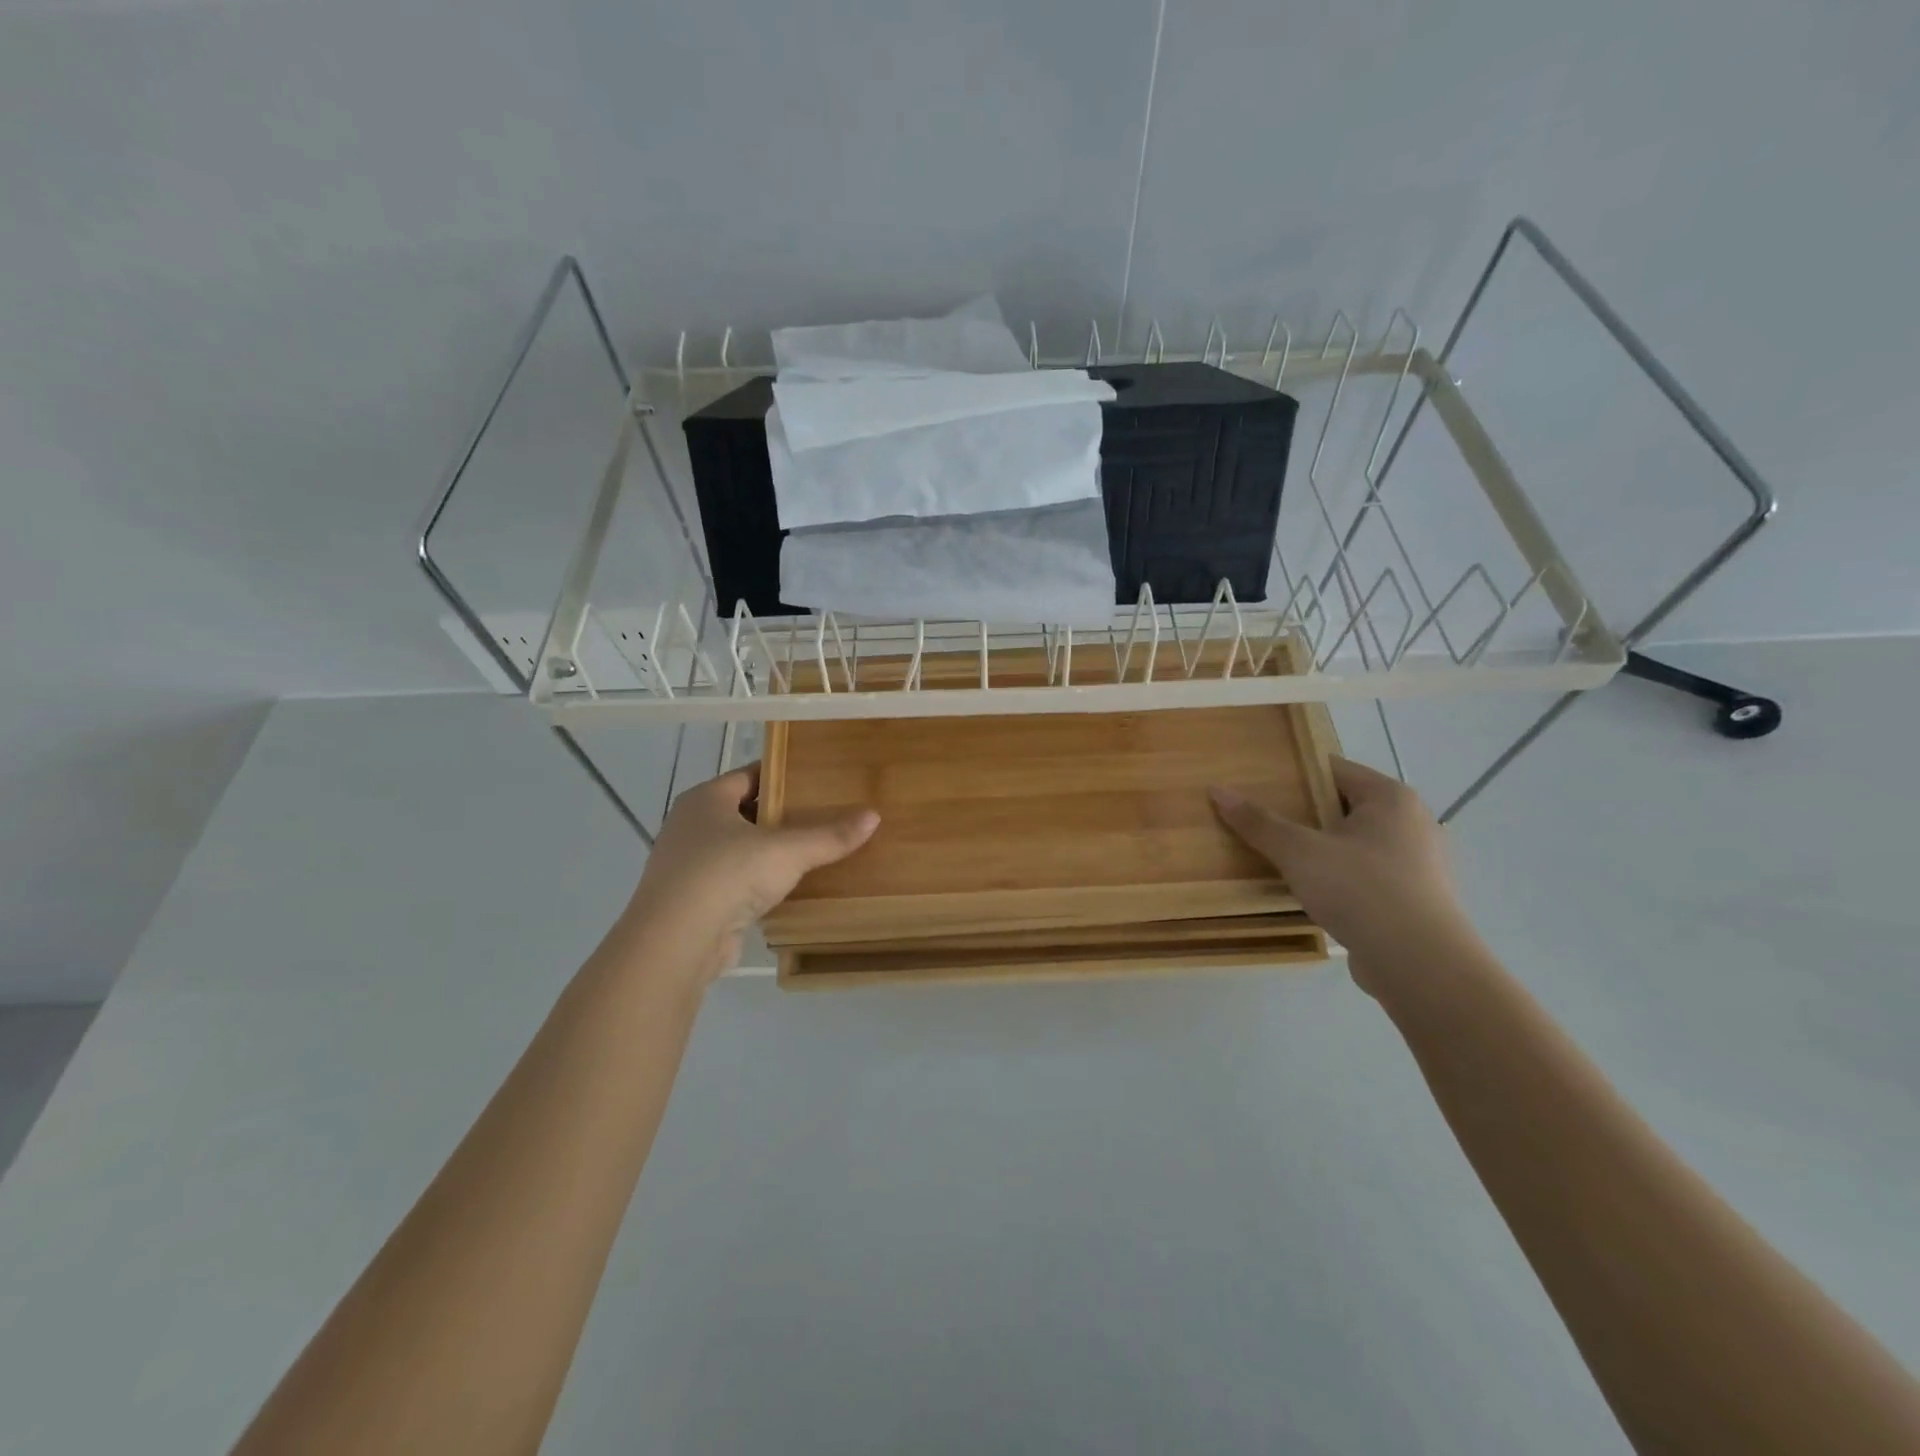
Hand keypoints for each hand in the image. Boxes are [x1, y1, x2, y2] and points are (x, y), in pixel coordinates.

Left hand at [621, 764, 878, 984]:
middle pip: (744, 812)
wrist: (676, 942)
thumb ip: (829, 835)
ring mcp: (688, 866)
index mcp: (706, 799)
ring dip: (769, 852)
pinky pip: (734, 882)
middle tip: (825, 814)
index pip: (750, 775)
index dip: (783, 775)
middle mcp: (691, 826)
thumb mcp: (787, 850)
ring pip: (738, 849)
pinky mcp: (693, 902)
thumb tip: (874, 816)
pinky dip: (758, 883)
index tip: (818, 779)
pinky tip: (788, 889)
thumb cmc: (726, 875)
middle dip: (781, 815)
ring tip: (813, 851)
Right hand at [1210, 757, 1477, 996]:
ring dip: (1324, 850)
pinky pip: (1370, 876)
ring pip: (1358, 844)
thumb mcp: (1298, 852)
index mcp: (1390, 797)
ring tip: (1284, 860)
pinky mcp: (1418, 899)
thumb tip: (1217, 790)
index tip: (1260, 786)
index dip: (1294, 775)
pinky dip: (1344, 880)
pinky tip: (1316, 895)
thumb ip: (1258, 822)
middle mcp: (1414, 822)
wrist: (1421, 965)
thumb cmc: (1360, 890)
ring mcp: (1421, 863)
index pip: (1334, 769)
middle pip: (1345, 807)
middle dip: (1306, 815)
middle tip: (1265, 824)